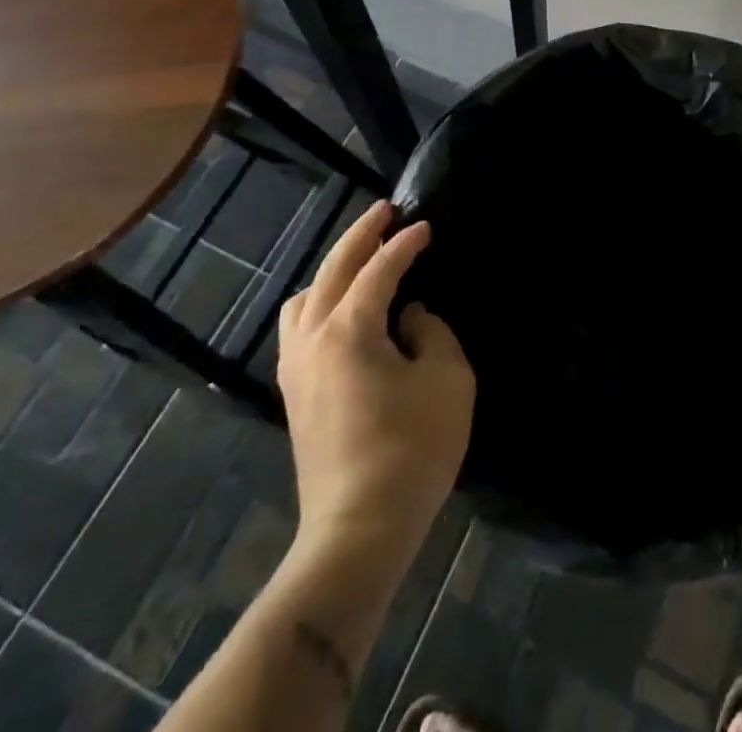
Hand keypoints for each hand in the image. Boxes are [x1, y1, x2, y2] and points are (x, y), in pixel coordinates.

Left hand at [277, 202, 473, 571]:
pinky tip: (341, 311)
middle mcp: (313, 339)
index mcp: (349, 330)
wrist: (358, 530)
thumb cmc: (411, 450)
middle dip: (360, 236)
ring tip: (361, 261)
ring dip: (332, 270)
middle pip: (332, 271)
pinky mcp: (294, 394)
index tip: (426, 226)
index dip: (405, 243)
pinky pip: (299, 327)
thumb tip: (408, 318)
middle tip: (385, 211)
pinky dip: (319, 302)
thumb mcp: (447, 380)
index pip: (378, 270)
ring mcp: (296, 368)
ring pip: (304, 298)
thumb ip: (432, 332)